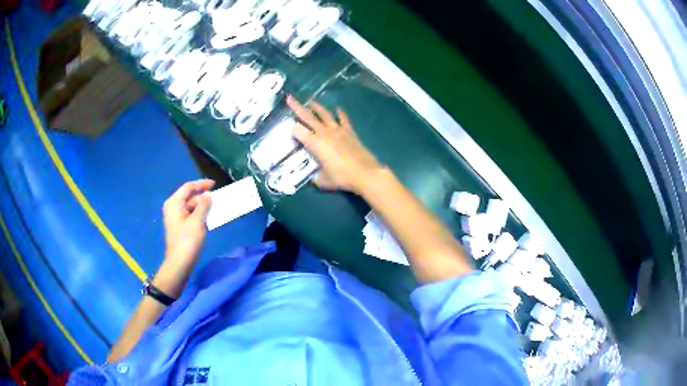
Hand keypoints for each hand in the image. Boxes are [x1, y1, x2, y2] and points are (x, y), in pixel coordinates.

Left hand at [162, 179, 213, 271]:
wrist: (180, 263)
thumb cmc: (187, 240)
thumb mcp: (197, 221)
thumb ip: (203, 205)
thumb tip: (208, 194)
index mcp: (174, 203)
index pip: (188, 187)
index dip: (201, 184)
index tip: (215, 184)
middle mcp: (173, 207)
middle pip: (189, 196)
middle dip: (203, 196)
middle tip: (217, 198)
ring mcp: (176, 217)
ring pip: (191, 206)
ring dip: (203, 205)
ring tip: (216, 206)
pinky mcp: (180, 226)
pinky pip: (191, 215)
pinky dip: (200, 214)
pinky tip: (209, 217)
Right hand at [287, 95, 381, 193]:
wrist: (365, 173)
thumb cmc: (342, 177)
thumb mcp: (324, 181)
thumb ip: (316, 178)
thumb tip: (313, 177)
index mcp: (315, 144)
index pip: (299, 132)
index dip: (292, 129)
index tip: (288, 127)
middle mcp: (324, 133)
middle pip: (308, 117)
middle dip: (297, 107)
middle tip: (290, 98)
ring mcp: (338, 130)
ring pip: (324, 114)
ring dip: (316, 107)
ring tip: (310, 101)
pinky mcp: (349, 131)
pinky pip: (343, 119)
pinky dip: (339, 113)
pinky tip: (337, 108)